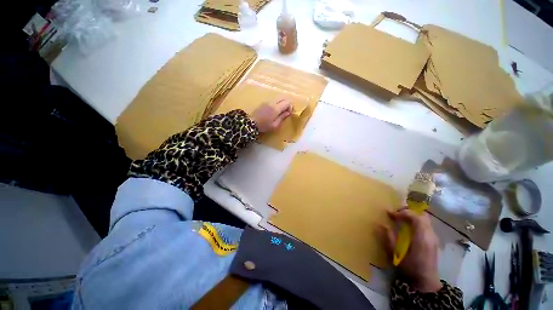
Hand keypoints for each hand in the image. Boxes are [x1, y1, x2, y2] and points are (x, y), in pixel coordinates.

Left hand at [251, 98, 291, 132]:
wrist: (251, 123)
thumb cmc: (264, 126)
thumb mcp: (275, 125)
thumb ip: (282, 117)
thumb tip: (288, 112)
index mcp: (276, 108)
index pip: (287, 102)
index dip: (290, 107)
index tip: (289, 113)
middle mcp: (272, 102)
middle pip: (284, 97)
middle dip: (287, 103)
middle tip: (286, 111)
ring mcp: (268, 101)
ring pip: (279, 97)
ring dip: (282, 102)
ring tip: (281, 111)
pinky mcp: (264, 102)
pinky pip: (274, 99)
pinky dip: (277, 103)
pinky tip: (275, 110)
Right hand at [382, 209, 441, 291]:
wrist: (426, 282)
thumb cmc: (410, 268)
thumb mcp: (396, 254)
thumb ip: (389, 238)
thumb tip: (381, 225)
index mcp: (422, 237)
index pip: (415, 216)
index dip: (402, 213)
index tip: (390, 214)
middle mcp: (430, 234)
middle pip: (422, 215)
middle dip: (408, 211)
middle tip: (396, 214)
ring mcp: (433, 237)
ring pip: (424, 219)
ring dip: (412, 216)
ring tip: (401, 219)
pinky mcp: (433, 240)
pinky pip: (425, 224)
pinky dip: (416, 221)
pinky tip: (408, 227)